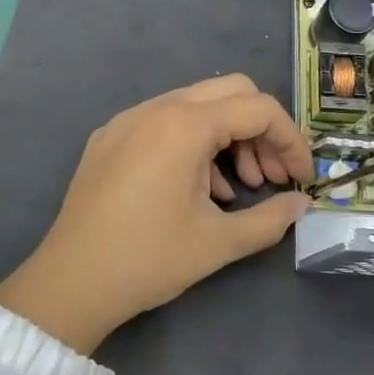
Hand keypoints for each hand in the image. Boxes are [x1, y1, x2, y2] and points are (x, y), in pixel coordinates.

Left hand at [0, 75, 312, 353]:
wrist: (71, 281)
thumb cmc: (149, 259)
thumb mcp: (219, 242)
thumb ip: (271, 219)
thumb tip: (301, 205)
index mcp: (185, 125)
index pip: (258, 109)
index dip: (291, 140)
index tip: (302, 178)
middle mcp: (156, 108)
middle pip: (230, 93)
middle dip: (261, 132)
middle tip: (272, 178)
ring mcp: (128, 119)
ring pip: (197, 106)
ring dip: (228, 138)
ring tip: (238, 189)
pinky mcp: (110, 137)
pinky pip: (164, 123)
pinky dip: (193, 143)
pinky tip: (198, 189)